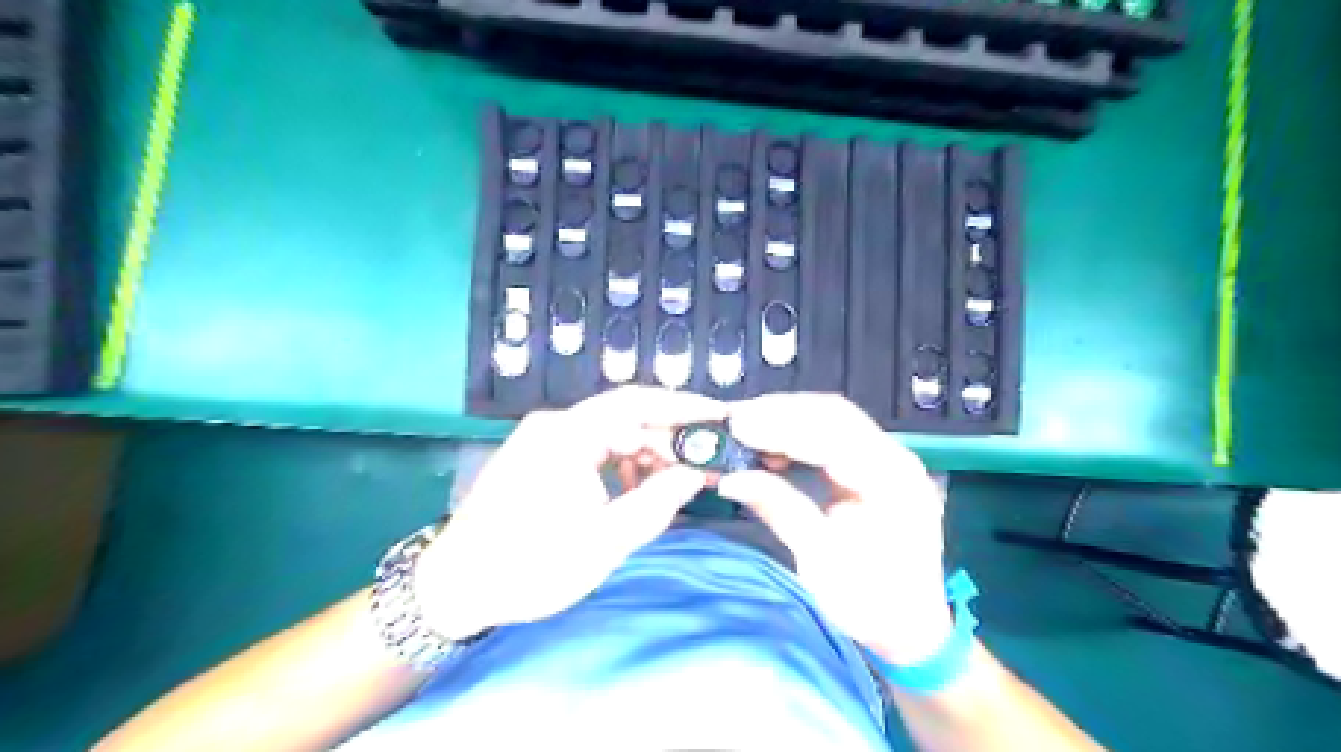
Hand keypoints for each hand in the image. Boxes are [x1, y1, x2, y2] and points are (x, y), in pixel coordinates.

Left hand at [415, 389, 723, 639]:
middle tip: (704, 461)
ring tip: (675, 480)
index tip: (720, 418)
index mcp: (567, 434)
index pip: (636, 403)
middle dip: (667, 437)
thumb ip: (656, 503)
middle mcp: (555, 424)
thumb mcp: (603, 541)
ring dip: (645, 451)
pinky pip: (592, 446)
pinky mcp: (539, 456)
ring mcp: (544, 438)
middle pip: (625, 415)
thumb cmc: (528, 565)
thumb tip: (695, 474)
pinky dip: (621, 462)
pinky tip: (636, 488)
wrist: (454, 586)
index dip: (682, 407)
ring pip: (610, 431)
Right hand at [717, 393, 946, 664]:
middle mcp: (895, 459)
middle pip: (834, 414)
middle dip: (780, 413)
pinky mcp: (873, 467)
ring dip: (786, 420)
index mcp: (892, 481)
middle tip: (734, 422)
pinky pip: (832, 436)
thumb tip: (731, 478)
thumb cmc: (871, 602)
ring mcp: (887, 460)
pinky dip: (798, 435)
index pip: (834, 433)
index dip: (782, 425)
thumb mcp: (820, 560)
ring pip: (831, 419)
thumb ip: (779, 508)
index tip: (738, 426)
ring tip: (745, 431)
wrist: (910, 628)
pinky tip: (771, 446)